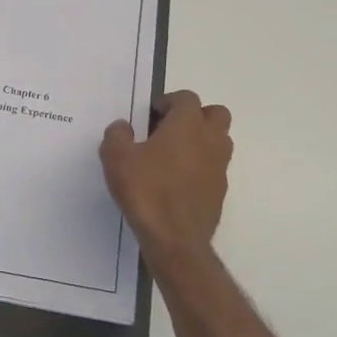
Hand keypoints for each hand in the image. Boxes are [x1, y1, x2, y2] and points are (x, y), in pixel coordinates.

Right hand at [100, 91, 232, 263]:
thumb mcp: (116, 158)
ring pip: (219, 140)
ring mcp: (219, 166)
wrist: (175, 238)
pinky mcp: (220, 190)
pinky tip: (177, 181)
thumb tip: (123, 126)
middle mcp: (210, 140)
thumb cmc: (146, 190)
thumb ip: (117, 135)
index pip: (186, 98)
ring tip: (172, 155)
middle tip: (169, 129)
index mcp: (187, 124)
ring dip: (200, 140)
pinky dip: (200, 166)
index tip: (150, 115)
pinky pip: (214, 167)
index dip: (168, 101)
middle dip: (195, 115)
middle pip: (215, 114)